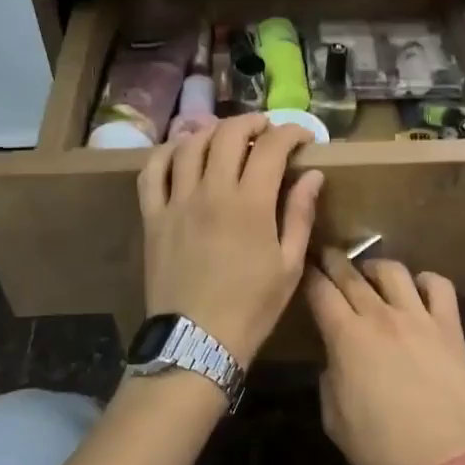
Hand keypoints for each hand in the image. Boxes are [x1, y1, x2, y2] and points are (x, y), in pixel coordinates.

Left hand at [138, 117, 323, 365]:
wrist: (196, 342)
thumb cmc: (252, 307)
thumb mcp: (289, 265)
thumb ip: (300, 214)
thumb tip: (312, 175)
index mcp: (251, 203)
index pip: (271, 147)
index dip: (291, 133)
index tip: (303, 138)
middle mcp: (212, 191)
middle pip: (228, 134)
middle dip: (251, 122)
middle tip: (266, 129)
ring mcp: (177, 201)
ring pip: (189, 145)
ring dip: (211, 131)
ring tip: (226, 136)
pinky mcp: (153, 217)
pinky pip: (152, 172)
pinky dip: (166, 153)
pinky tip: (179, 152)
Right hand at [306, 250, 464, 464]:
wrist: (447, 464)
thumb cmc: (382, 450)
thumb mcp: (335, 420)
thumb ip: (330, 378)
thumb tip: (338, 358)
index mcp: (346, 338)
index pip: (321, 291)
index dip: (309, 276)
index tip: (305, 269)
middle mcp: (380, 317)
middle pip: (352, 273)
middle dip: (335, 260)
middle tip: (327, 256)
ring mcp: (419, 318)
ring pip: (393, 270)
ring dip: (376, 267)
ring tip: (371, 276)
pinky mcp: (450, 327)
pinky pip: (439, 286)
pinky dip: (425, 281)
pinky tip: (417, 291)